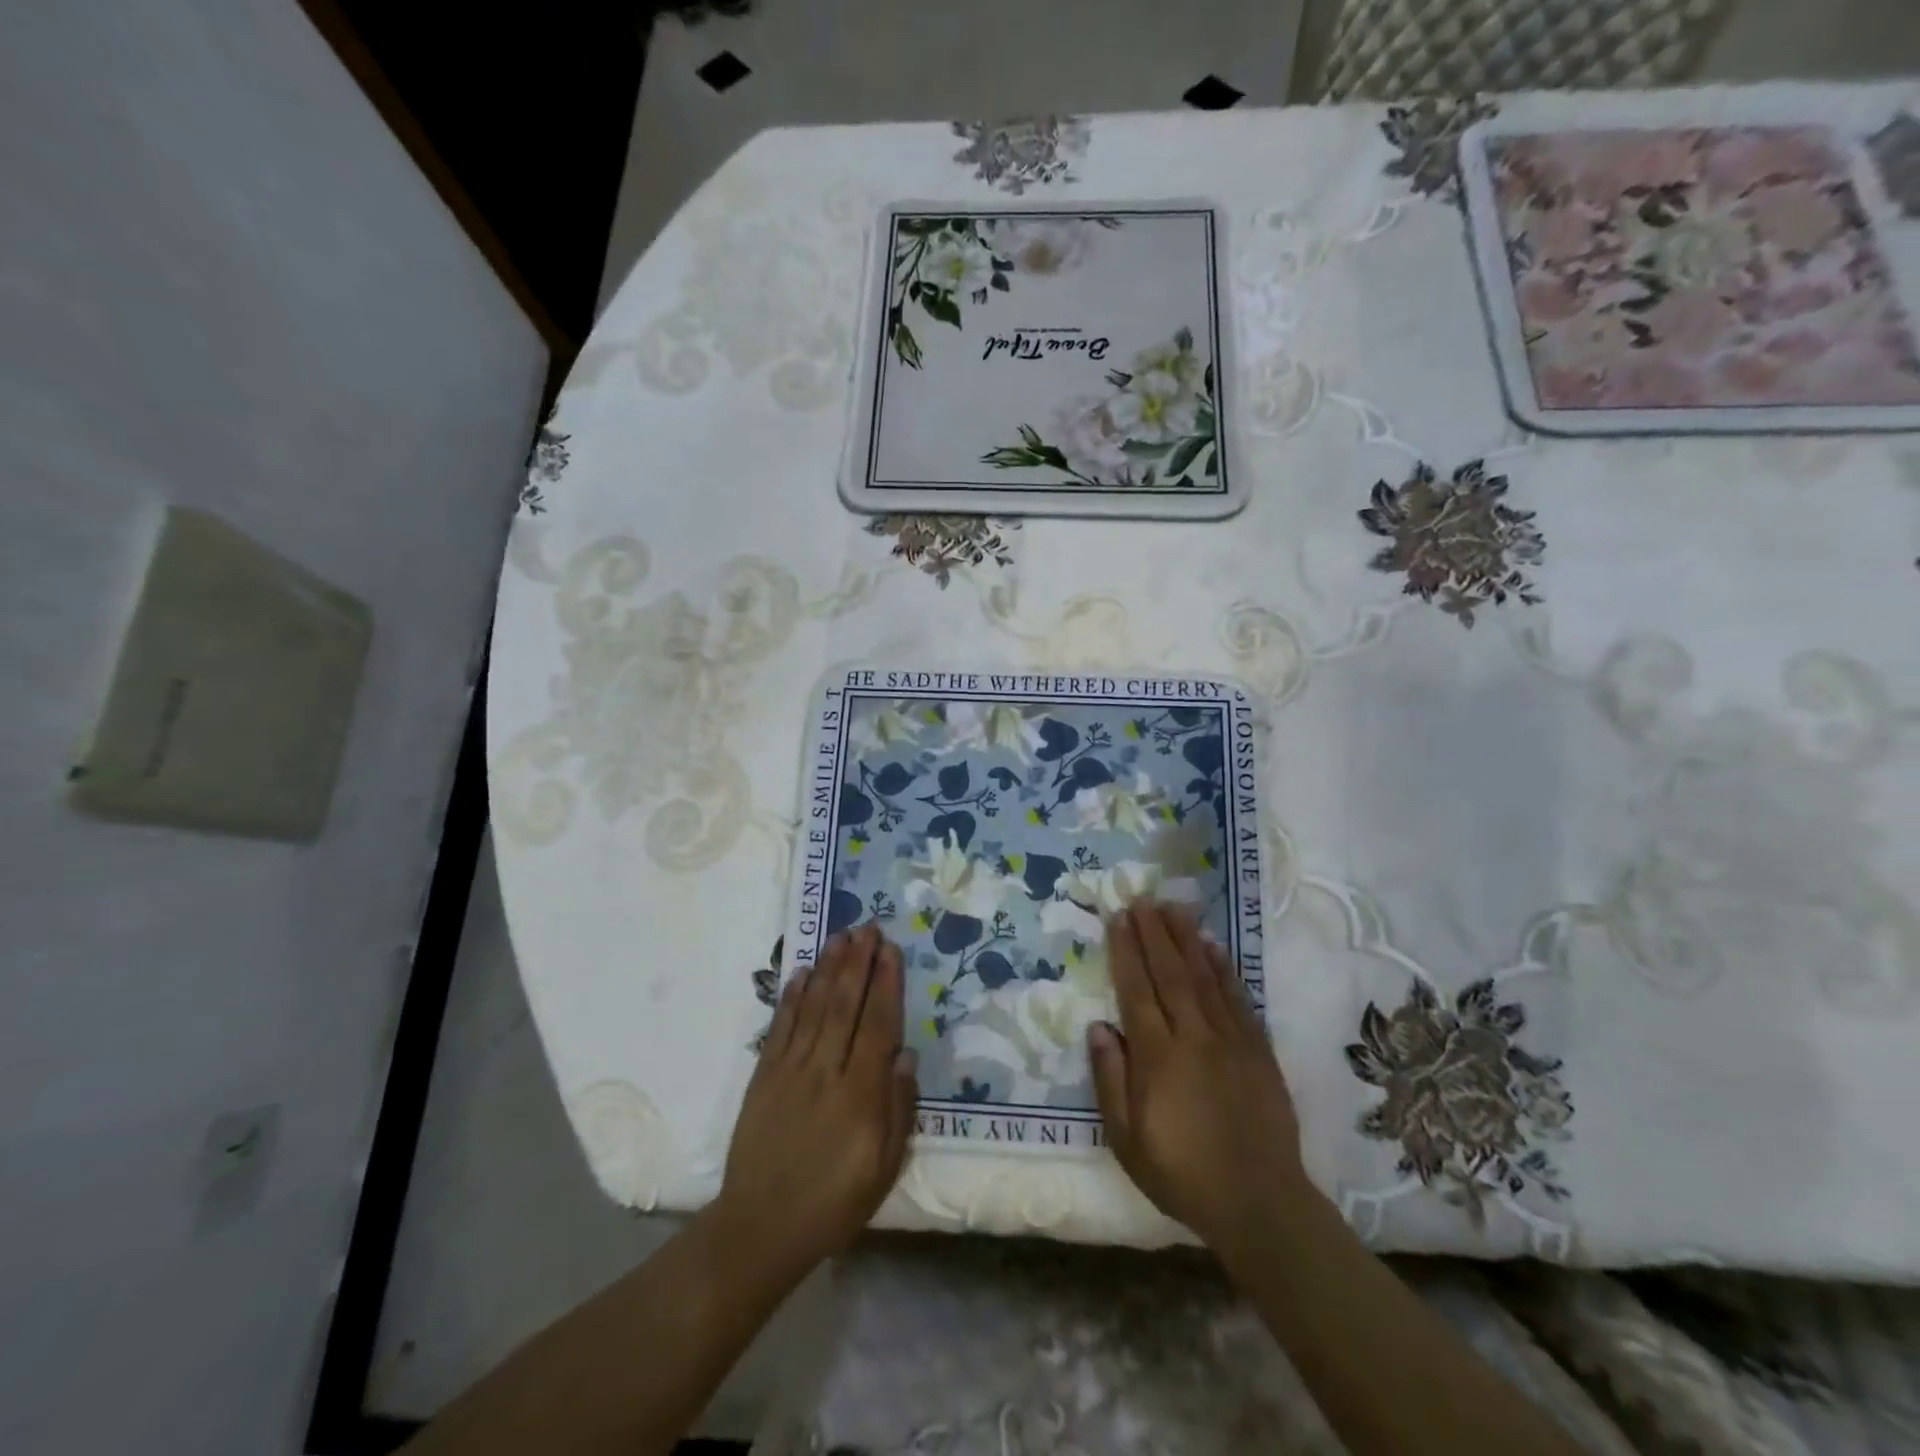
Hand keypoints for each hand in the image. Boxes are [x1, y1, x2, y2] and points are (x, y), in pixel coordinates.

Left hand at [714, 924, 917, 1278]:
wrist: (760, 1228)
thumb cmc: (833, 1204)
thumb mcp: (883, 1169)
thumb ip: (898, 1109)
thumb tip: (906, 1054)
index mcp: (860, 1095)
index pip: (877, 1026)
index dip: (886, 984)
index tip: (891, 950)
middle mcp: (825, 1072)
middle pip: (845, 1006)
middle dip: (858, 963)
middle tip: (868, 927)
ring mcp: (790, 1071)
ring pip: (814, 1008)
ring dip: (828, 968)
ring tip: (841, 936)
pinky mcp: (763, 1077)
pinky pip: (780, 1028)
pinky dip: (791, 998)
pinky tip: (801, 973)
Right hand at [1088, 902, 1313, 1257]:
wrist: (1260, 1203)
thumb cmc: (1182, 1174)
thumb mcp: (1128, 1140)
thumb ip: (1111, 1080)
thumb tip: (1098, 1027)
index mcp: (1158, 1058)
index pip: (1137, 991)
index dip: (1126, 951)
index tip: (1118, 918)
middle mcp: (1194, 1037)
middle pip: (1170, 974)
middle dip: (1154, 933)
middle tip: (1143, 899)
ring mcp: (1230, 1041)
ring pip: (1204, 978)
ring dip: (1187, 939)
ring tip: (1174, 908)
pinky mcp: (1257, 1050)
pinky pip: (1238, 999)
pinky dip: (1224, 969)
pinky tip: (1214, 947)